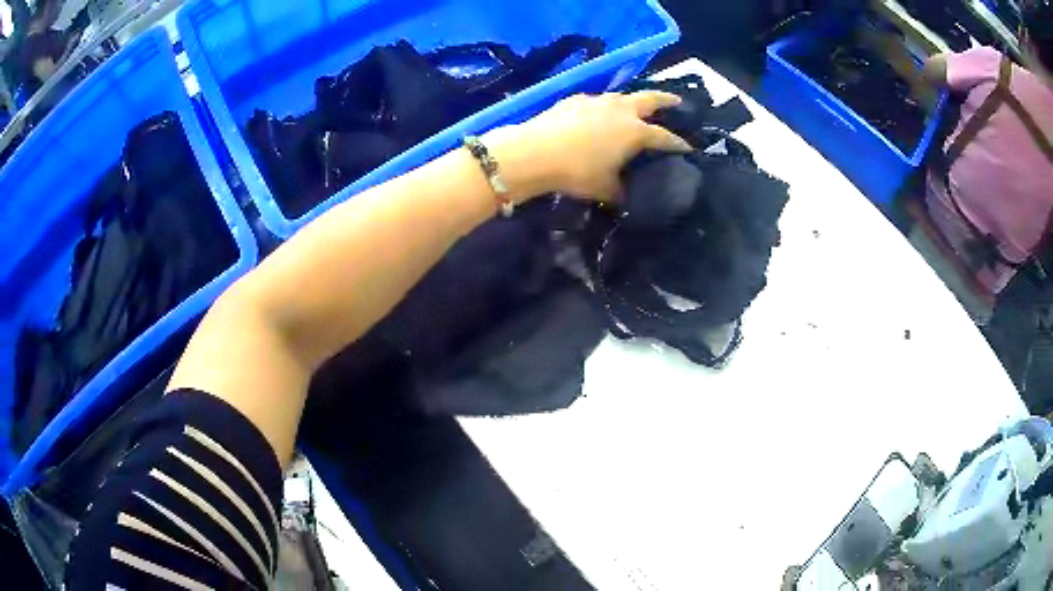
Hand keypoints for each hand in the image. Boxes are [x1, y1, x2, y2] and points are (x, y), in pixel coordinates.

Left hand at [483, 92, 692, 203]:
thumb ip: (621, 189)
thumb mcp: (605, 188)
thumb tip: (626, 194)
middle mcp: (621, 110)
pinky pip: (597, 100)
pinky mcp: (574, 100)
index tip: (689, 148)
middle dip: (667, 100)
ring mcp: (597, 101)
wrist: (535, 152)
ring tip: (636, 107)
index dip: (679, 144)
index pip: (665, 137)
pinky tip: (598, 113)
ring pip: (622, 96)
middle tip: (677, 101)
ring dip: (633, 100)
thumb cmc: (577, 171)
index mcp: (635, 131)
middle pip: (651, 98)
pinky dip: (604, 106)